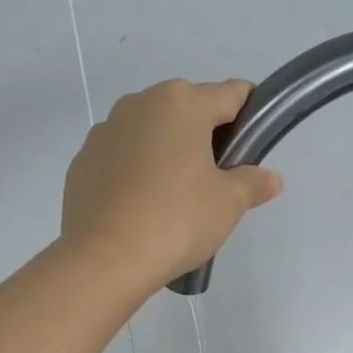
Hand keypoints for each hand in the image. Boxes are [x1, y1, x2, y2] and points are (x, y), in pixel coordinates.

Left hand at [60, 79, 282, 288]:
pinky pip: (120, 159)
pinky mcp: (82, 162)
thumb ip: (252, 183)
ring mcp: (104, 131)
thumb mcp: (227, 204)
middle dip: (204, 137)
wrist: (105, 258)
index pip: (231, 94)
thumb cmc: (177, 220)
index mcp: (182, 103)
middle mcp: (140, 103)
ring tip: (174, 199)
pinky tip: (140, 208)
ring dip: (166, 154)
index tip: (254, 145)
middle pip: (186, 111)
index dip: (249, 115)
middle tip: (215, 182)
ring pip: (149, 134)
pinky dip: (134, 174)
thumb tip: (270, 179)